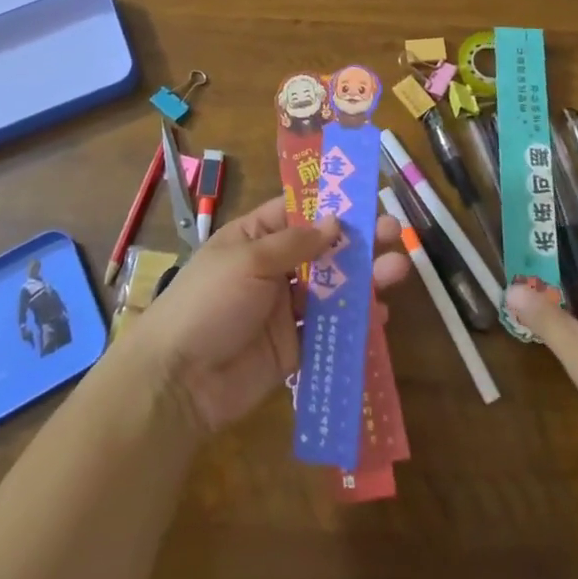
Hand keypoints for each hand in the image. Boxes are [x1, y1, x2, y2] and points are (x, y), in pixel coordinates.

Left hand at [130, 199, 408, 434]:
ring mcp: (284, 308)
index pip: (297, 212)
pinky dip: (354, 322)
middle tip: (394, 232)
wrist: (180, 381)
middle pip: (322, 250)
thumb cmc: (209, 302)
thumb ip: (295, 243)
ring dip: (364, 278)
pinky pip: (329, 329)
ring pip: (332, 288)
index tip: (366, 197)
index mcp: (254, 237)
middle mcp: (273, 268)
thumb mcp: (248, 261)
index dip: (330, 205)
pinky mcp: (294, 347)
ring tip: (398, 269)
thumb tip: (335, 222)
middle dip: (358, 241)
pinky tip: (380, 315)